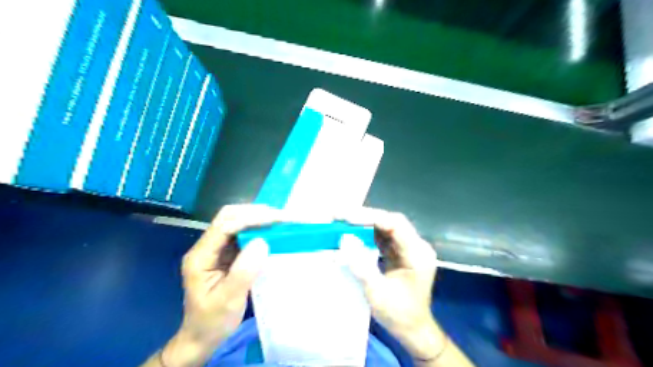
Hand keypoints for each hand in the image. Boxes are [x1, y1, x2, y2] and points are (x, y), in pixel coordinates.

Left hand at [158, 205, 282, 365]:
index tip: (276, 219)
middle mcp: (206, 247)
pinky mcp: (226, 253)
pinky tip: (272, 232)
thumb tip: (262, 242)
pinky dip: (259, 229)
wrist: (202, 336)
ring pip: (237, 222)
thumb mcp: (228, 300)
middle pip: (229, 217)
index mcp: (200, 256)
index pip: (225, 226)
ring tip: (281, 221)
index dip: (251, 218)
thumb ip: (243, 271)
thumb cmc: (213, 321)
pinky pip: (243, 233)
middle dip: (256, 213)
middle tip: (282, 218)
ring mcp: (216, 248)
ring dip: (259, 218)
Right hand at [339, 206, 440, 360]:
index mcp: (417, 253)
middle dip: (364, 217)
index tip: (347, 217)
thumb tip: (344, 239)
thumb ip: (361, 265)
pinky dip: (366, 234)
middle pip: (390, 222)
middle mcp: (415, 245)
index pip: (395, 224)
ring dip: (364, 224)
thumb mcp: (378, 292)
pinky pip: (382, 237)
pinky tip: (352, 233)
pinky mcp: (400, 253)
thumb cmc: (399, 314)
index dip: (370, 217)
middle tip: (339, 216)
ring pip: (385, 227)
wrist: (413, 330)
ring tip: (342, 221)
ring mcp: (408, 248)